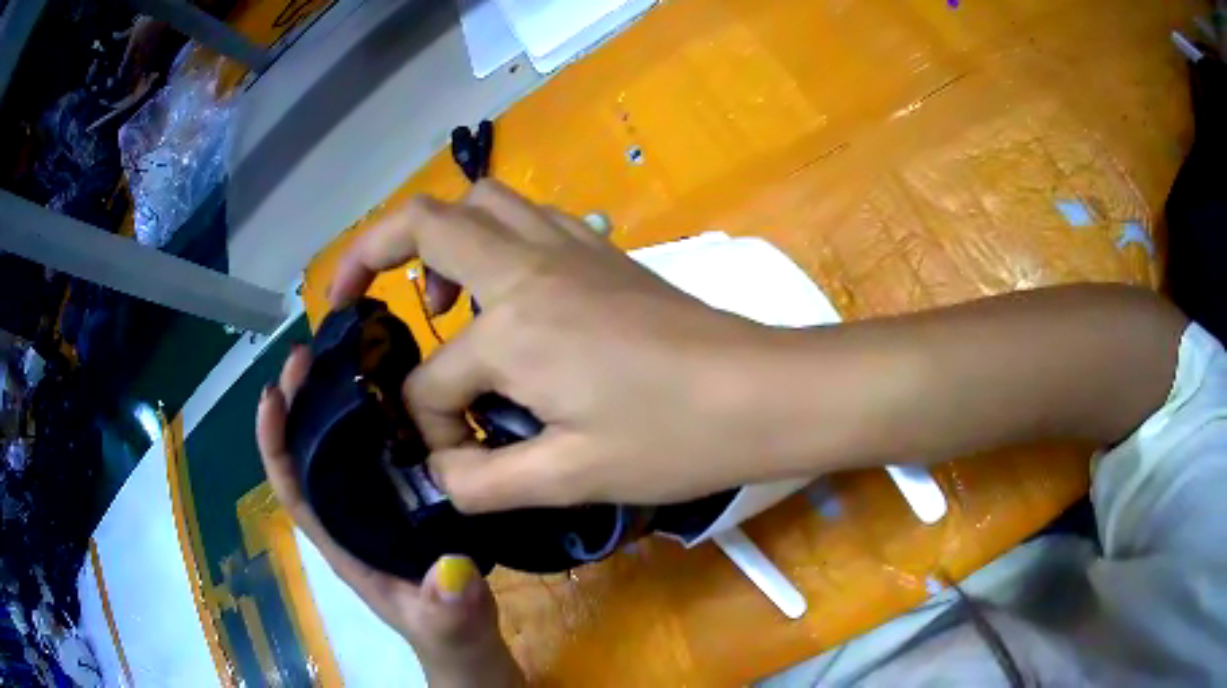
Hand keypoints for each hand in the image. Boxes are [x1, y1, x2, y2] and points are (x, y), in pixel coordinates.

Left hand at [256, 346, 521, 687]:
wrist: (475, 653)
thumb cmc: (453, 645)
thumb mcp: (452, 632)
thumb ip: (450, 610)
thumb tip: (451, 570)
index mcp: (345, 547)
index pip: (294, 491)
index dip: (274, 444)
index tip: (272, 393)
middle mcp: (352, 521)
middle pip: (311, 456)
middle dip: (300, 404)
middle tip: (310, 353)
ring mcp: (380, 512)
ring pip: (345, 449)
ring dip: (335, 401)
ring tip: (347, 354)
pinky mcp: (410, 506)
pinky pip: (385, 455)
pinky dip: (380, 419)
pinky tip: (399, 390)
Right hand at [329, 181, 805, 511]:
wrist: (763, 393)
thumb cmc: (676, 437)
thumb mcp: (571, 477)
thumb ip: (486, 481)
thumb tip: (441, 476)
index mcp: (514, 327)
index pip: (435, 381)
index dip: (433, 429)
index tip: (460, 464)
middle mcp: (530, 268)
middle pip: (423, 220)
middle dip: (368, 251)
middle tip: (350, 296)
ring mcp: (570, 247)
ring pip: (480, 203)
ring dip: (437, 239)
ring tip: (437, 301)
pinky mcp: (601, 251)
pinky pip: (527, 218)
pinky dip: (492, 240)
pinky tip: (505, 293)